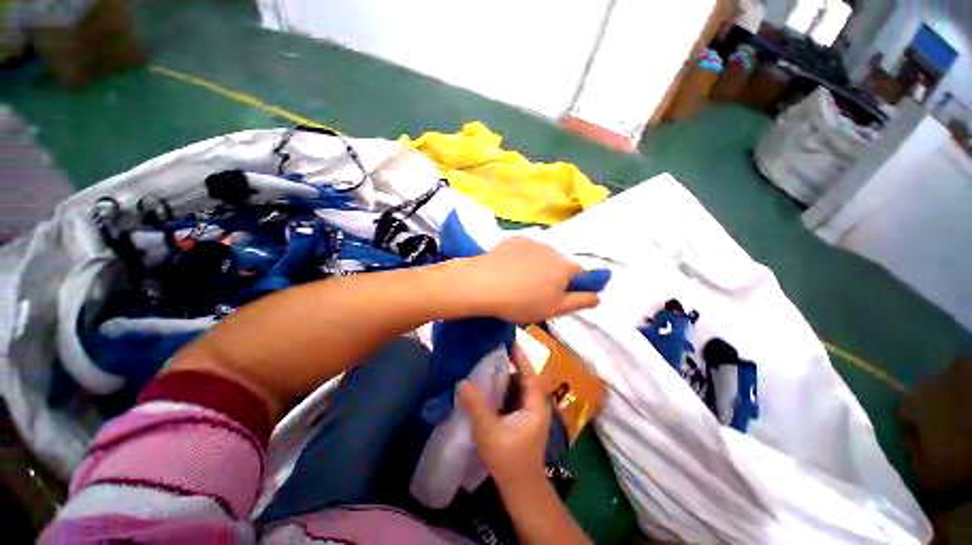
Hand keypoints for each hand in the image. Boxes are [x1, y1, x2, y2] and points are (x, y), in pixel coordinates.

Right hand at [459, 346, 550, 488]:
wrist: (520, 488)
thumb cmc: (509, 460)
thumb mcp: (490, 432)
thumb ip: (476, 406)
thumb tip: (463, 381)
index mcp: (535, 404)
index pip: (529, 373)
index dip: (519, 356)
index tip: (508, 341)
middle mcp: (534, 404)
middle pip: (522, 378)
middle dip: (507, 365)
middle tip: (489, 352)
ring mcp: (528, 412)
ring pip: (516, 387)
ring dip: (503, 377)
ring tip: (486, 365)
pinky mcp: (520, 419)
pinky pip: (511, 397)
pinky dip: (501, 389)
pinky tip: (486, 387)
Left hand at [464, 237, 598, 322]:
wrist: (485, 283)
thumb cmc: (522, 301)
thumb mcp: (555, 309)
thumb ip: (580, 301)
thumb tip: (598, 296)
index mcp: (564, 267)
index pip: (580, 272)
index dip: (573, 283)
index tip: (560, 293)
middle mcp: (552, 250)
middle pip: (559, 262)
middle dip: (553, 274)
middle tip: (535, 290)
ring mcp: (531, 242)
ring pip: (541, 254)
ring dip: (537, 264)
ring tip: (519, 278)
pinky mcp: (513, 239)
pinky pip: (523, 248)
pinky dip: (521, 256)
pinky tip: (508, 267)